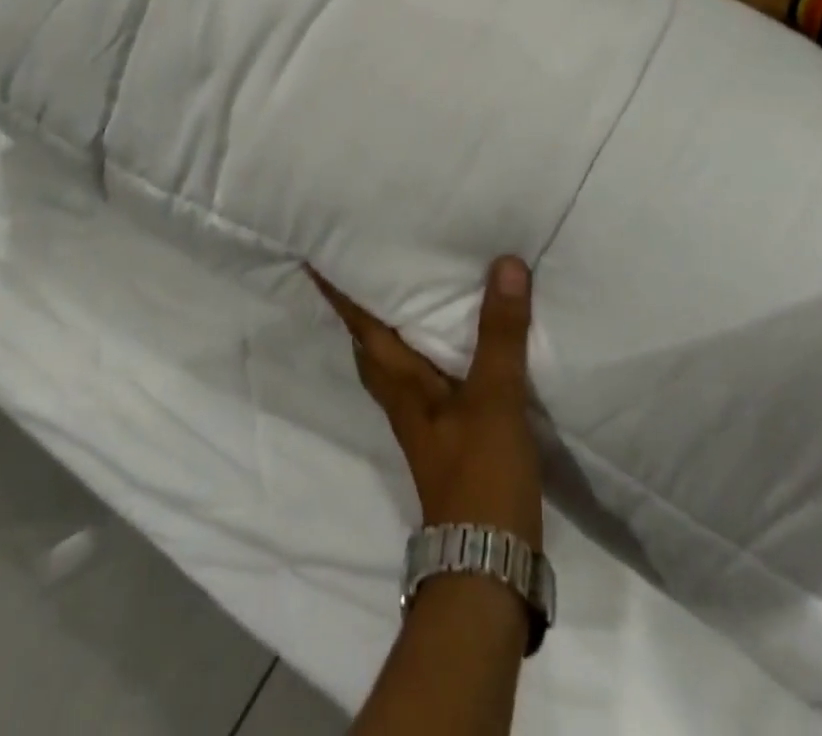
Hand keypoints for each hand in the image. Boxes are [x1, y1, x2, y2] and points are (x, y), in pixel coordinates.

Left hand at [311, 258, 543, 547]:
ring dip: (392, 329)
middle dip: (360, 308)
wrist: (487, 565)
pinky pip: (424, 380)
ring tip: (405, 293)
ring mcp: (421, 421)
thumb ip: (499, 333)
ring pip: (395, 364)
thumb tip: (505, 264)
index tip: (315, 257)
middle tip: (362, 267)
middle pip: (370, 345)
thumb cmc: (479, 473)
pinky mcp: (446, 438)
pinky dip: (426, 354)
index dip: (337, 292)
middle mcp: (401, 398)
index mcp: (399, 382)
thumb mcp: (493, 397)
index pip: (360, 325)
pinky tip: (450, 347)